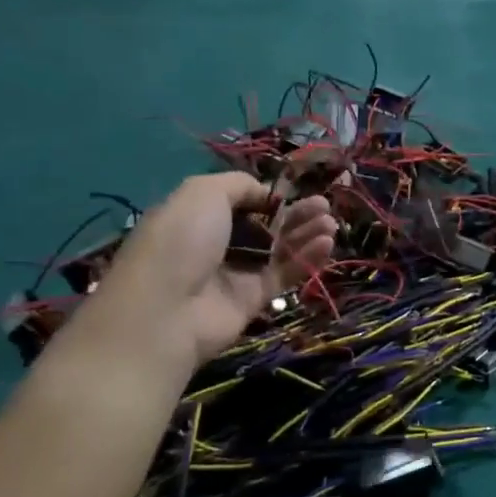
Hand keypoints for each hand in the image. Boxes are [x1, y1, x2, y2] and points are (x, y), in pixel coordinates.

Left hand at [83, 173, 335, 373]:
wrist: (165, 311)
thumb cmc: (181, 240)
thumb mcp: (203, 192)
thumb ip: (239, 185)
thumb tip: (266, 194)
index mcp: (198, 217)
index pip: (240, 202)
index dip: (267, 196)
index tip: (290, 191)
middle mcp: (217, 244)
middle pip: (266, 225)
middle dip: (296, 213)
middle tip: (323, 205)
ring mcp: (235, 273)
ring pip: (279, 249)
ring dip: (306, 233)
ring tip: (330, 223)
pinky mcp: (253, 300)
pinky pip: (284, 274)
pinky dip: (307, 258)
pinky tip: (326, 244)